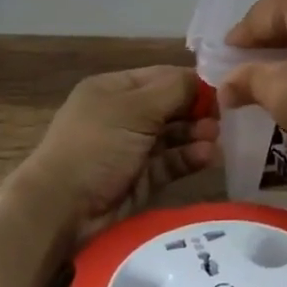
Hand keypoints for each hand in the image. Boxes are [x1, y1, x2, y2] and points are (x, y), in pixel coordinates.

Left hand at [21, 66, 219, 238]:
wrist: (63, 208)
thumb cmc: (97, 145)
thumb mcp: (135, 108)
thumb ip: (175, 91)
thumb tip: (205, 80)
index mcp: (114, 90)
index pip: (161, 77)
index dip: (191, 82)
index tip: (222, 89)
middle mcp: (123, 115)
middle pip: (170, 106)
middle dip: (197, 110)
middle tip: (224, 118)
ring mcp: (131, 148)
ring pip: (173, 136)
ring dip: (196, 135)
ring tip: (216, 139)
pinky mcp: (140, 179)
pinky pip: (170, 163)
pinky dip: (189, 158)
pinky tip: (208, 157)